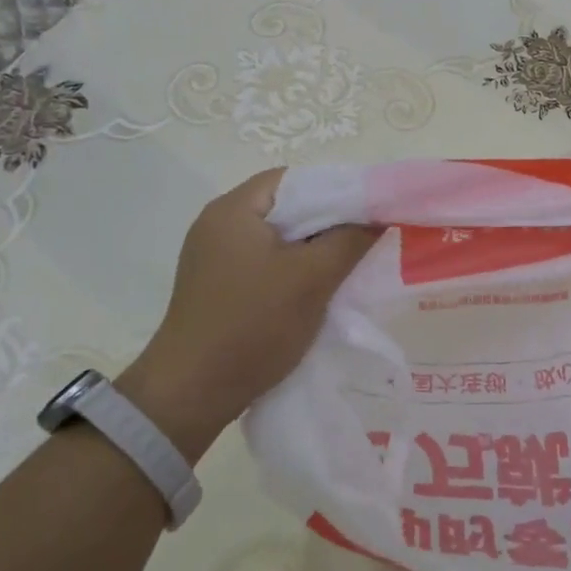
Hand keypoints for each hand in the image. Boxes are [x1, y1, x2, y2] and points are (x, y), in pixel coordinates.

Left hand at [115, 170, 379, 458]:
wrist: (192, 392)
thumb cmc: (253, 324)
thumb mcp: (312, 278)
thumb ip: (350, 240)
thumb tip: (378, 217)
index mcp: (233, 209)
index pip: (294, 178)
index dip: (336, 189)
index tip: (369, 211)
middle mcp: (218, 225)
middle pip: (286, 208)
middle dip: (328, 222)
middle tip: (365, 238)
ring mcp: (214, 258)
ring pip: (277, 239)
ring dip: (312, 249)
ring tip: (348, 265)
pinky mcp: (217, 287)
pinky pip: (265, 264)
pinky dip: (293, 270)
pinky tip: (316, 290)